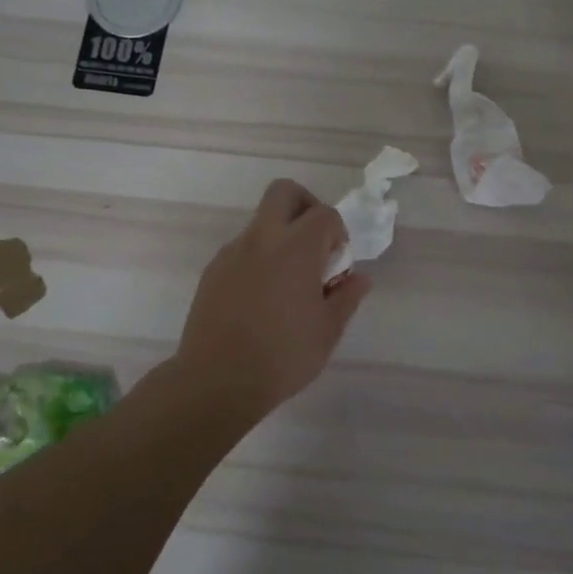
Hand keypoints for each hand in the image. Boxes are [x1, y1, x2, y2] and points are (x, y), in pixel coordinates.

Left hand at [171, 179, 370, 421]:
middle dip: (305, 206)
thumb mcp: (328, 330)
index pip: (324, 214)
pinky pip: (242, 250)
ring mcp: (232, 253)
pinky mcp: (212, 272)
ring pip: (261, 223)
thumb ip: (347, 297)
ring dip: (280, 237)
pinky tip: (261, 300)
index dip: (337, 233)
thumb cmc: (283, 356)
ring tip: (287, 284)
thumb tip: (360, 278)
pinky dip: (258, 259)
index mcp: (296, 248)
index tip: (337, 264)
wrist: (217, 381)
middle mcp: (262, 239)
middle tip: (314, 244)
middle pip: (284, 192)